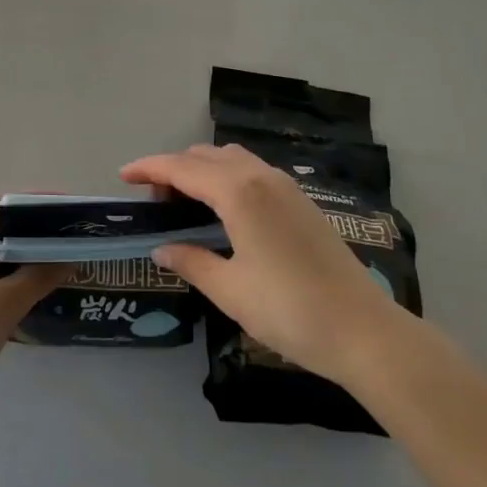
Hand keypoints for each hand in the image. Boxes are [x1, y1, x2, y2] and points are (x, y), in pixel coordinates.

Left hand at [0, 195, 69, 419]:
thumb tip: (69, 257)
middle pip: (0, 224)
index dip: (37, 204)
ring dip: (23, 250)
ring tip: (57, 256)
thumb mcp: (5, 303)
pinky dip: (12, 273)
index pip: (4, 205)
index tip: (68, 211)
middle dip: (31, 225)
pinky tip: (34, 286)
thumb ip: (39, 276)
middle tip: (65, 232)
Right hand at [122, 144, 403, 386]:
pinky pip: (252, 172)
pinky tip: (225, 213)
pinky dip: (227, 179)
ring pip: (232, 160)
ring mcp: (286, 186)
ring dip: (203, 171)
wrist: (363, 330)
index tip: (123, 175)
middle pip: (206, 156)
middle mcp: (261, 177)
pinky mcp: (301, 201)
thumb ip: (191, 261)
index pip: (182, 168)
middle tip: (156, 203)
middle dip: (175, 170)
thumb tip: (161, 247)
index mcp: (238, 192)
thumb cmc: (290, 310)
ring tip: (187, 206)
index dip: (149, 168)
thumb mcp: (230, 290)